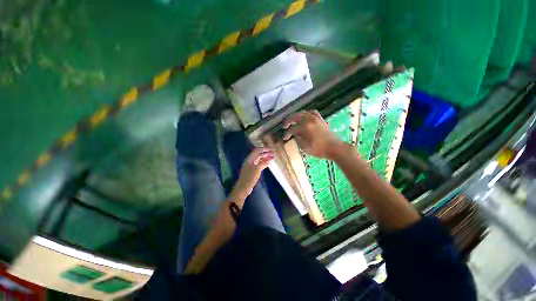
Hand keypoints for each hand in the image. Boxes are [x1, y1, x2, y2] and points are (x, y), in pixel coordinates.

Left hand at [230, 148, 274, 202]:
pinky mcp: (253, 170)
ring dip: (266, 158)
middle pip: (259, 155)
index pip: (257, 151)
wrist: (243, 187)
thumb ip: (263, 163)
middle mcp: (250, 161)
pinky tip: (269, 163)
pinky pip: (259, 164)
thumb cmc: (250, 177)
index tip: (271, 149)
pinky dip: (264, 163)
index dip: (264, 149)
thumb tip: (268, 160)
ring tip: (273, 158)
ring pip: (260, 160)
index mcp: (250, 159)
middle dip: (266, 153)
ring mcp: (251, 166)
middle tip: (274, 153)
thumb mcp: (257, 169)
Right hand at [283, 110, 343, 159]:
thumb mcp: (305, 148)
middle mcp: (309, 120)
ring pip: (303, 113)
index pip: (292, 129)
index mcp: (305, 128)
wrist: (335, 148)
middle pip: (295, 117)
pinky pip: (312, 112)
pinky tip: (305, 116)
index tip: (284, 138)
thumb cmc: (319, 150)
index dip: (286, 134)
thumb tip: (294, 135)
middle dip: (288, 121)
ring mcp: (315, 118)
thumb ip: (298, 140)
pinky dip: (307, 113)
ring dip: (296, 116)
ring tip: (292, 120)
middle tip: (284, 126)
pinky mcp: (321, 119)